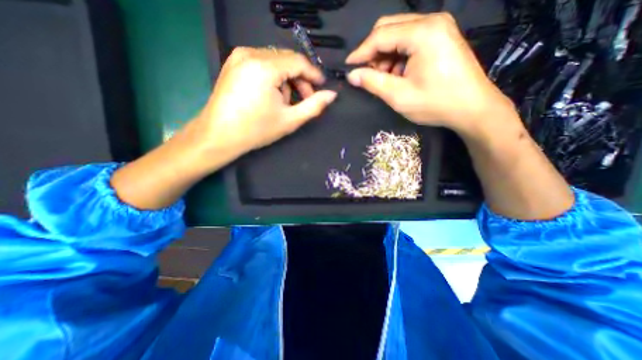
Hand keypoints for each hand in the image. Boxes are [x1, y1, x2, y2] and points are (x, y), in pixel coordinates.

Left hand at [194, 46, 335, 158]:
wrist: (219, 135)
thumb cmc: (256, 130)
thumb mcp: (290, 120)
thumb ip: (314, 106)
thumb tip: (332, 95)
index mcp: (265, 67)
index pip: (298, 61)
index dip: (314, 74)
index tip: (323, 87)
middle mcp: (250, 54)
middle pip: (287, 60)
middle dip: (300, 79)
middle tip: (306, 99)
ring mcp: (239, 56)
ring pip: (275, 62)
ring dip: (287, 80)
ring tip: (285, 102)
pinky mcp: (233, 63)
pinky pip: (262, 64)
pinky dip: (273, 77)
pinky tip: (271, 96)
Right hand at [347, 12, 515, 133]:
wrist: (472, 108)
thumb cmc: (436, 103)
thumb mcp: (399, 96)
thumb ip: (373, 82)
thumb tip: (352, 75)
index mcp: (422, 33)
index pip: (380, 35)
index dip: (361, 52)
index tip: (348, 67)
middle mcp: (431, 22)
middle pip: (389, 28)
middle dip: (373, 52)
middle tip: (366, 75)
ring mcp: (438, 28)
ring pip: (398, 35)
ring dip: (385, 56)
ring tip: (384, 79)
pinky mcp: (440, 37)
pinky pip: (409, 41)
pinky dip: (397, 57)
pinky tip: (398, 75)